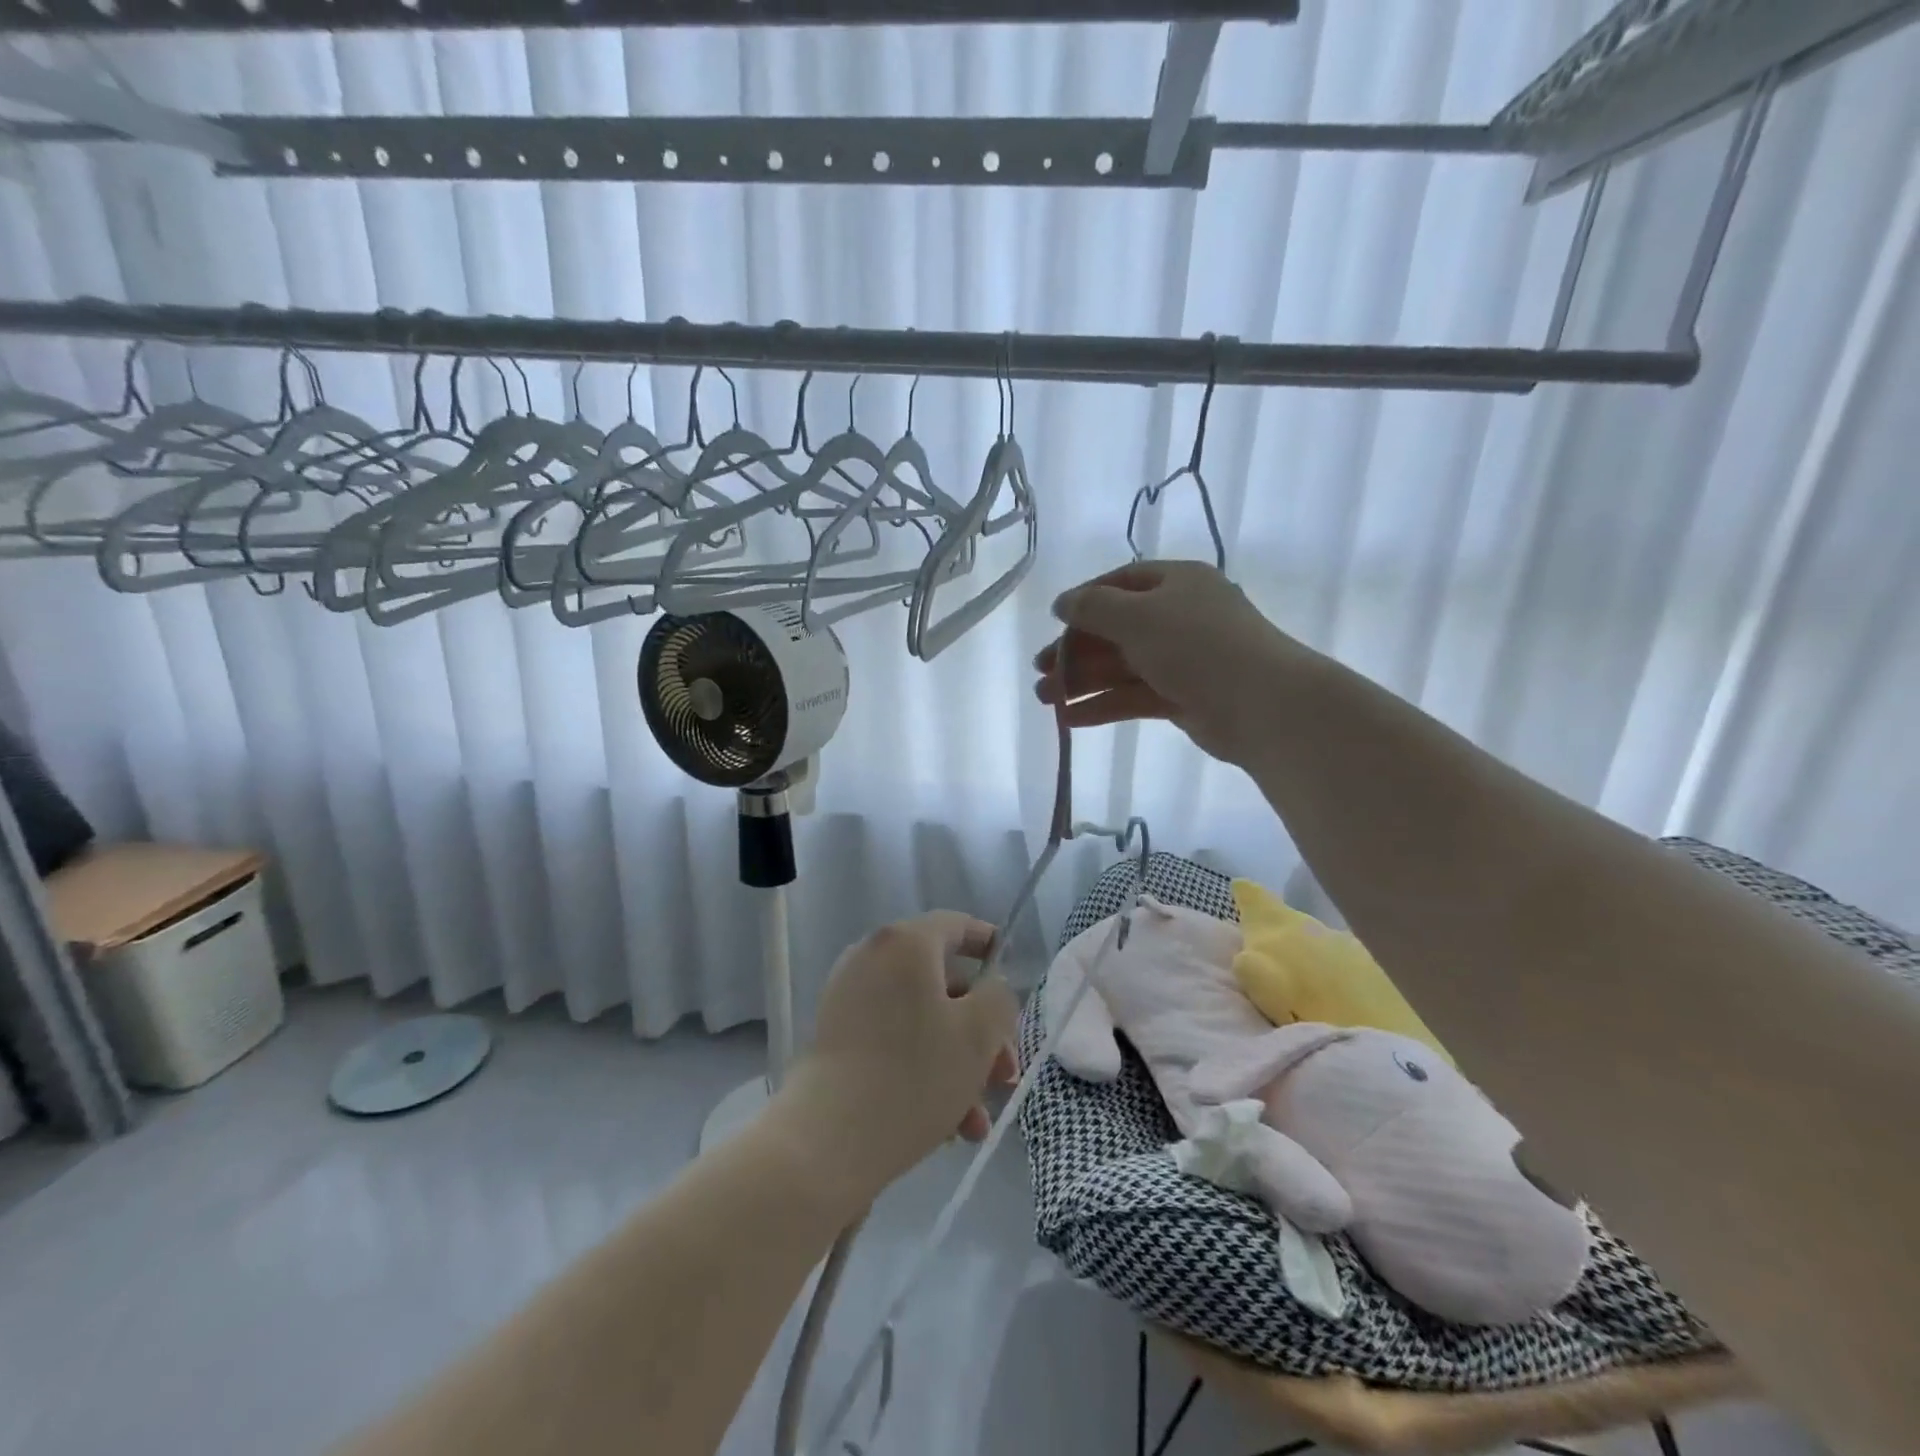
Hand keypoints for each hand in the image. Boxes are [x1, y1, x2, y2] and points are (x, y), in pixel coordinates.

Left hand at [779, 912, 1019, 1204]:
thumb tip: (989, 990)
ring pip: (920, 1020)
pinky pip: (892, 1041)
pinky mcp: (835, 1039)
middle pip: (942, 982)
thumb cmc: (913, 1075)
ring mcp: (848, 999)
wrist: (825, 1141)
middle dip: (981, 1030)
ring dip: (957, 1063)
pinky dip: (922, 1071)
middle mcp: (872, 958)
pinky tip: (948, 1127)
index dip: (988, 943)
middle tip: (1004, 1073)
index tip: (1010, 969)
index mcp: (905, 943)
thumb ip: (999, 998)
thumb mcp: (978, 1034)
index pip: (955, 925)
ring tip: (977, 1121)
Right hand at [1035, 560, 1303, 763]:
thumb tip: (1063, 603)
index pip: (1120, 582)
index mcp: (1176, 582)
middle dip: (1075, 651)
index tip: (1054, 623)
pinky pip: (1134, 696)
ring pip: (1122, 666)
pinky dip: (1103, 705)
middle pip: (1116, 629)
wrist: (1262, 704)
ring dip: (1082, 682)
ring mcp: (1183, 659)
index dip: (1084, 601)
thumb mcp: (1136, 616)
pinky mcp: (1184, 696)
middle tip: (1040, 672)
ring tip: (1045, 700)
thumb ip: (1093, 607)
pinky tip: (1070, 719)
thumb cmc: (1196, 645)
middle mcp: (1180, 616)